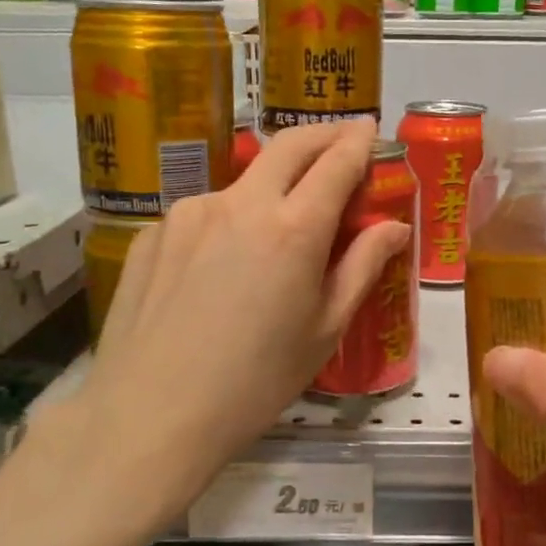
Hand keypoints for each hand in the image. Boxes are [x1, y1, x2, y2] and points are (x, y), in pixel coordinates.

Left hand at [62, 120, 409, 510]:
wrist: (150, 416)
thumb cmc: (256, 381)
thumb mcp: (325, 329)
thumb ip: (363, 267)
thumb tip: (395, 227)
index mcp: (293, 228)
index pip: (337, 162)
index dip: (359, 141)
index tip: (370, 129)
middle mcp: (241, 203)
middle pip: (289, 145)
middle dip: (323, 134)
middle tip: (342, 138)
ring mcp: (190, 213)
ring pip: (244, 181)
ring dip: (272, 185)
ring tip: (279, 225)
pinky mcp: (154, 233)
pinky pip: (205, 213)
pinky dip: (229, 219)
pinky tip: (222, 265)